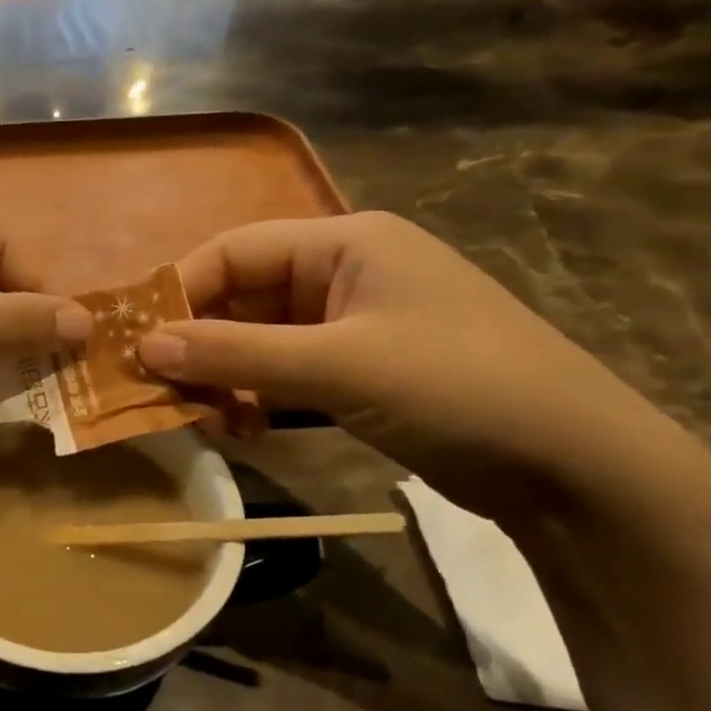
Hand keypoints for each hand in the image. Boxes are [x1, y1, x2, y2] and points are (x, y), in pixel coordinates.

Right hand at [137, 212, 673, 517]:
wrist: (576, 467)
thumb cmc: (457, 387)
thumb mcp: (336, 366)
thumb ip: (234, 355)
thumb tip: (144, 347)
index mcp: (346, 243)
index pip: (234, 251)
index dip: (179, 291)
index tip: (134, 341)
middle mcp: (344, 273)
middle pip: (241, 297)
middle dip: (197, 343)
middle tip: (156, 390)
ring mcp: (352, 325)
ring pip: (256, 340)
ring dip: (222, 377)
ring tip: (199, 419)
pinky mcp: (358, 371)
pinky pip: (282, 373)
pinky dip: (253, 398)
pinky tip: (240, 430)